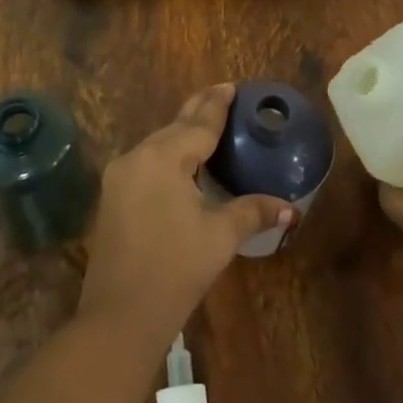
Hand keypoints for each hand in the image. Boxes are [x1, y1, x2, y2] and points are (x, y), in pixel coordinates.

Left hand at [78, 85, 292, 346]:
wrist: (120, 315)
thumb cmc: (175, 269)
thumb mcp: (220, 236)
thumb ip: (253, 211)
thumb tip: (290, 208)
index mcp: (163, 158)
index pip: (198, 124)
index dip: (216, 105)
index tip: (230, 86)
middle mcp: (137, 157)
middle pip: (174, 127)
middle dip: (198, 112)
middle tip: (221, 95)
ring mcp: (120, 177)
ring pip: (157, 144)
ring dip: (181, 133)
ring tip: (205, 125)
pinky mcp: (113, 197)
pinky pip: (145, 162)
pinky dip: (167, 155)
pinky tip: (181, 161)